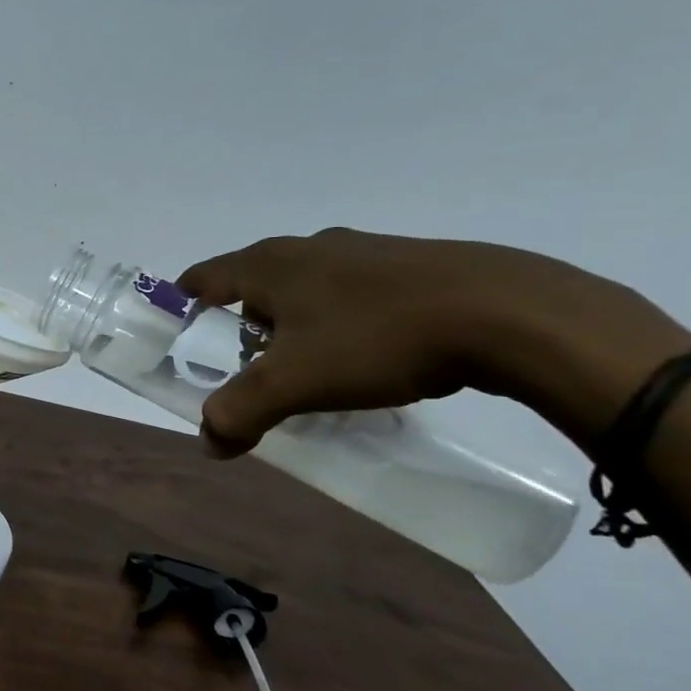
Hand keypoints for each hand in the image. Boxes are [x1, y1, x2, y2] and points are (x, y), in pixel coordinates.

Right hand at [177, 228, 690, 455]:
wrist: (512, 314)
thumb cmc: (378, 338)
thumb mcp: (295, 383)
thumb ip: (240, 412)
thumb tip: (210, 442)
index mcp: (270, 264)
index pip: (202, 278)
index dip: (182, 305)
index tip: (179, 336)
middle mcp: (310, 247)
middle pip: (253, 286)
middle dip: (243, 326)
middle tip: (251, 368)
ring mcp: (364, 251)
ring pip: (306, 289)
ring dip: (296, 325)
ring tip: (313, 369)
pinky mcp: (413, 266)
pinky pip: (353, 294)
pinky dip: (342, 323)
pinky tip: (370, 358)